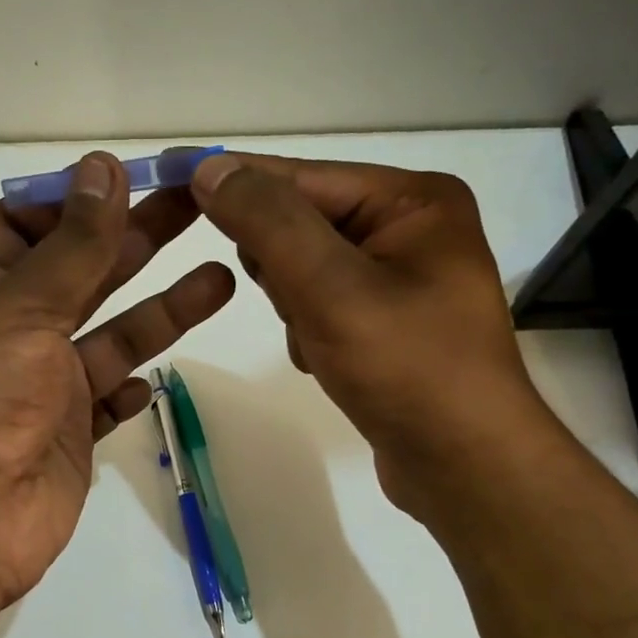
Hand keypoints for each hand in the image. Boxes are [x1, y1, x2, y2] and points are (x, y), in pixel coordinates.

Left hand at [0, 152, 234, 625]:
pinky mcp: (65, 438)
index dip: (72, 200)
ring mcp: (39, 389)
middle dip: (136, 240)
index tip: (131, 179)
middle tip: (201, 208)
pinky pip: (105, 402)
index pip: (22, 226)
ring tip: (222, 276)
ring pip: (109, 337)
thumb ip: (71, 245)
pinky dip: (130, 387)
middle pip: (80, 273)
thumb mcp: (20, 307)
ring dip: (160, 309)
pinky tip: (157, 376)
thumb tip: (103, 168)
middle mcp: (8, 334)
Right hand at [189, 151, 547, 516]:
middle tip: (296, 304)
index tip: (172, 177)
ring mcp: (400, 279)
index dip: (236, 181)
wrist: (465, 468)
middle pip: (302, 223)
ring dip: (294, 306)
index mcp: (413, 200)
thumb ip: (269, 224)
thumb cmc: (407, 370)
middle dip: (281, 267)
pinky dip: (309, 332)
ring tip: (321, 343)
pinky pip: (321, 306)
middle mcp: (410, 228)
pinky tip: (328, 363)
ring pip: (304, 269)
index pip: (302, 176)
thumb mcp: (331, 288)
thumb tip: (212, 169)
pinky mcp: (387, 323)